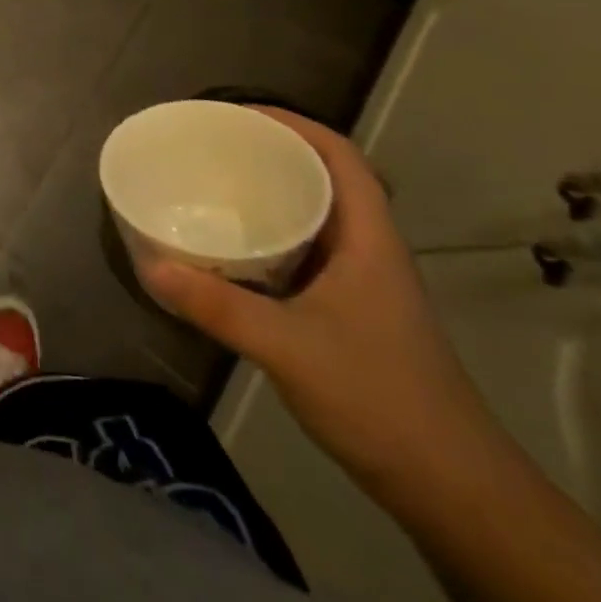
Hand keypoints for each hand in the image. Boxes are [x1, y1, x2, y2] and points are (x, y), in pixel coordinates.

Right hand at [139, 108, 503, 498]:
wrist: (450, 487)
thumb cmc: (379, 399)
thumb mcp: (288, 347)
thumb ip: (217, 307)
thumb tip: (150, 267)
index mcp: (368, 241)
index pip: (341, 158)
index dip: (296, 125)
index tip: (240, 114)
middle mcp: (368, 252)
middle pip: (325, 180)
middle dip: (273, 154)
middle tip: (214, 147)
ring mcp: (361, 285)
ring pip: (315, 219)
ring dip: (271, 197)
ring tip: (214, 187)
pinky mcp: (349, 314)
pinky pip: (304, 255)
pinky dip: (269, 239)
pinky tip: (232, 253)